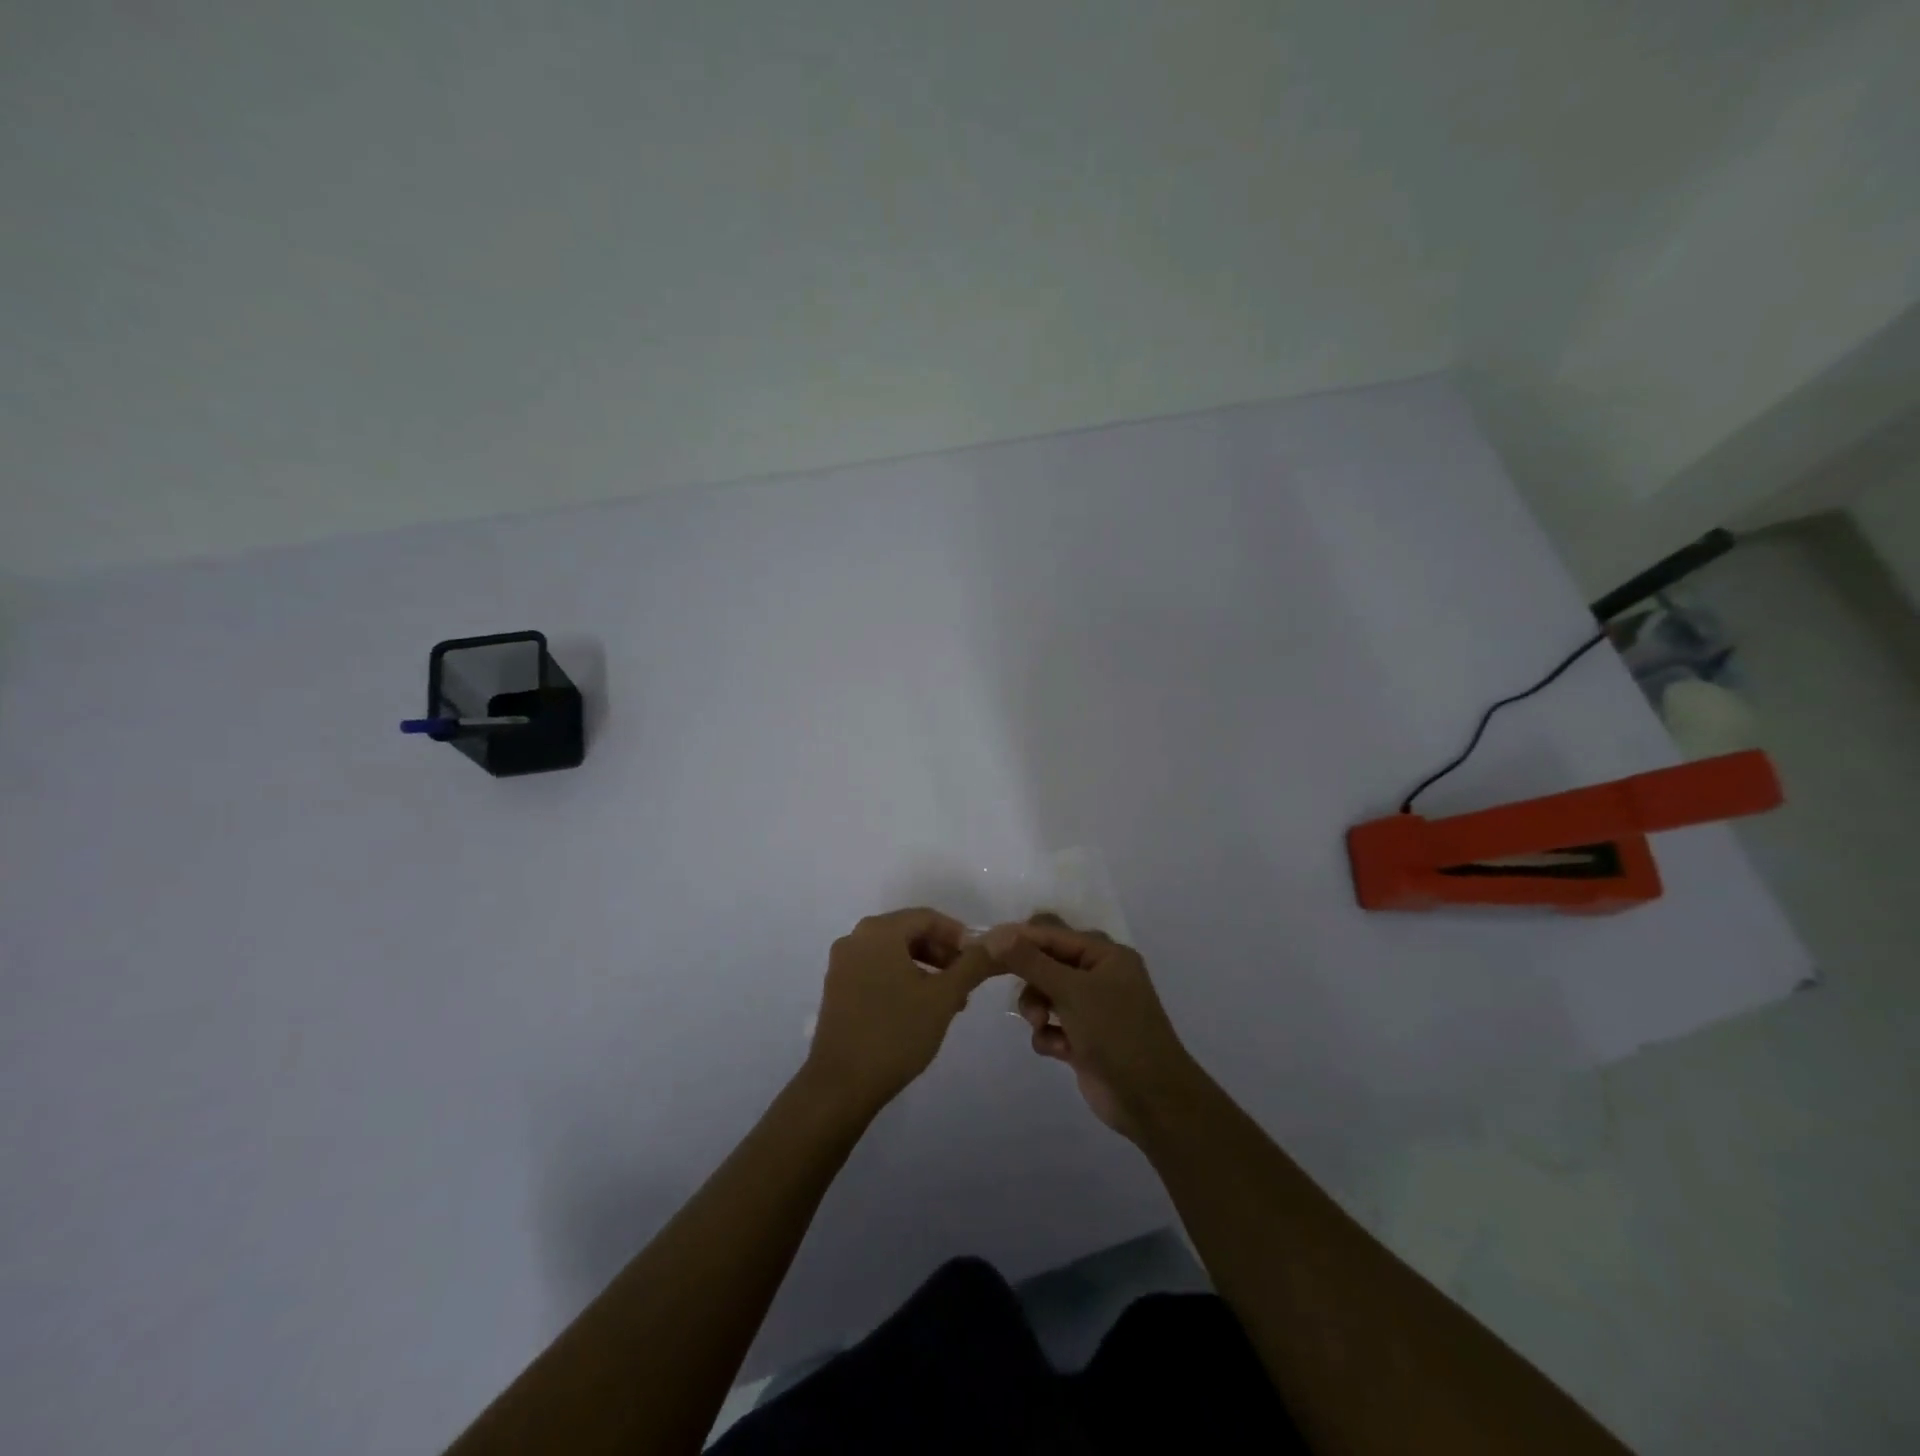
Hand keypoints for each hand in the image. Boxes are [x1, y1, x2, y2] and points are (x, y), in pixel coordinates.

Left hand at [804, 908, 998, 1113]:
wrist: (841, 1085)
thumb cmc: (896, 1032)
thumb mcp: (944, 997)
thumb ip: (974, 963)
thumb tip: (1003, 937)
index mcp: (878, 931)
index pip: (927, 918)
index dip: (958, 935)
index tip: (980, 961)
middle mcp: (855, 939)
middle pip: (909, 933)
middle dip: (942, 954)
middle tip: (966, 982)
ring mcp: (841, 965)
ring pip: (893, 954)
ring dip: (925, 970)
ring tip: (949, 1001)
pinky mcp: (836, 990)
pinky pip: (876, 971)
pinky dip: (902, 980)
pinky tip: (919, 1010)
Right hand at [987, 915, 1201, 1141]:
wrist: (1150, 1099)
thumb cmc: (1115, 1032)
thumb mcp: (1070, 991)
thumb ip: (1031, 962)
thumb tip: (995, 936)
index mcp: (1106, 955)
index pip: (1054, 934)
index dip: (1020, 938)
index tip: (985, 946)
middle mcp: (1100, 976)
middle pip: (1047, 963)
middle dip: (1031, 980)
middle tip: (1009, 988)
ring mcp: (1093, 1009)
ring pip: (1046, 995)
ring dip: (1037, 1009)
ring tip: (1040, 1026)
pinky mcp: (1084, 1039)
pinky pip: (1052, 1025)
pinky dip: (1049, 1036)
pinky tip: (1057, 1051)